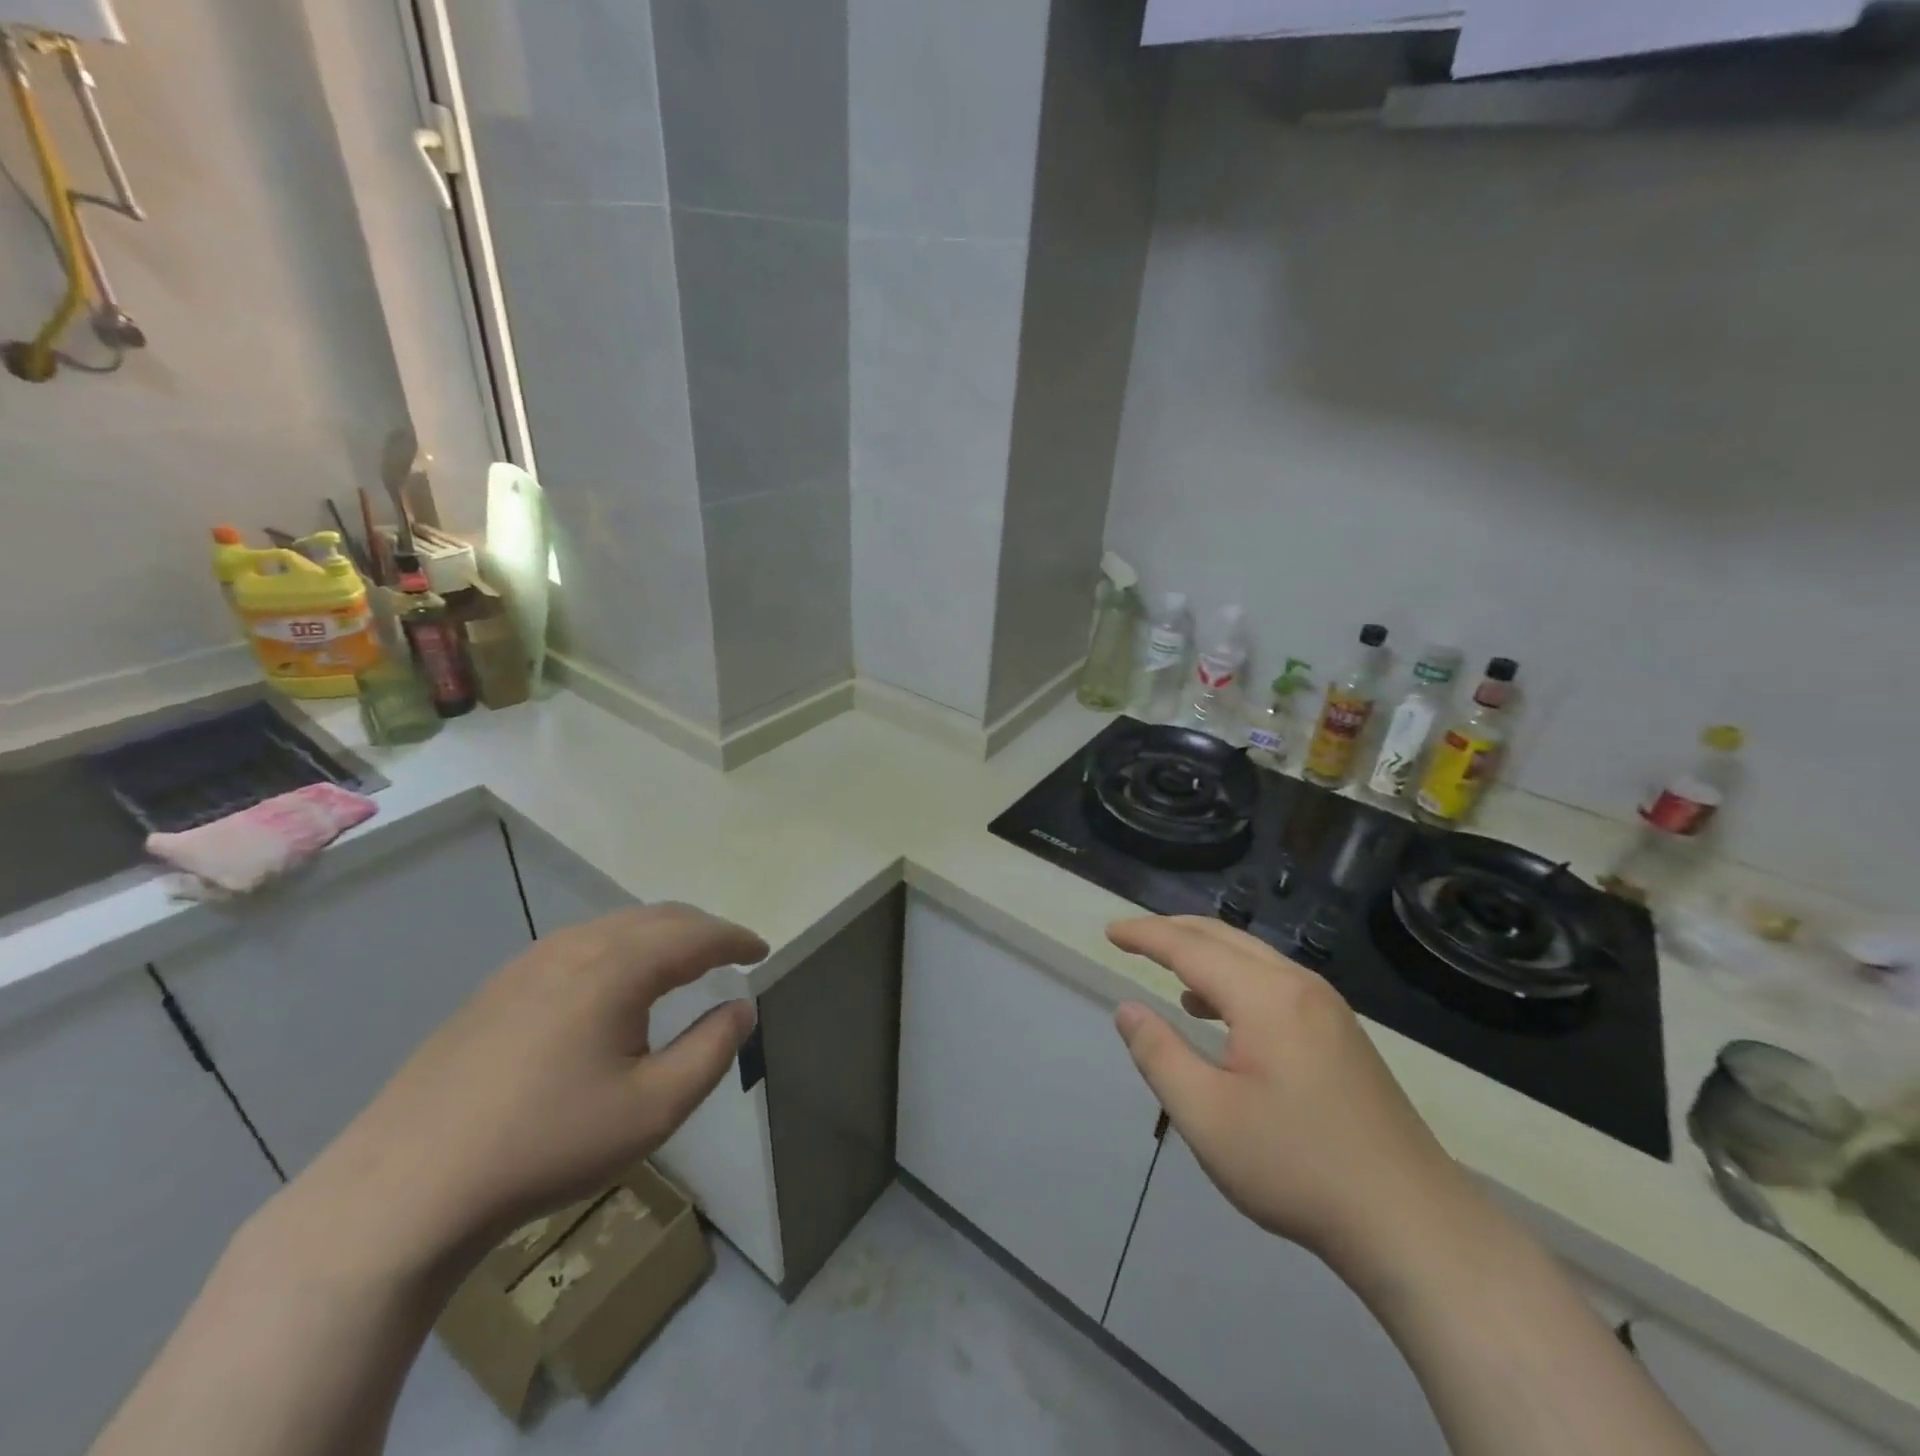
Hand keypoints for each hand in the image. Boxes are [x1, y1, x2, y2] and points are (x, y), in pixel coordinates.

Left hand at [290, 905, 765, 1269]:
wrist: (407, 1185)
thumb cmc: (548, 1143)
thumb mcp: (654, 1108)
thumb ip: (712, 1050)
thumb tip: (742, 1008)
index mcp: (618, 966)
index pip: (697, 934)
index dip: (736, 939)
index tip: (763, 951)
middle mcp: (577, 945)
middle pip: (657, 918)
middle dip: (702, 930)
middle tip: (731, 954)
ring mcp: (529, 962)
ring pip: (615, 927)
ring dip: (660, 936)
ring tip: (682, 964)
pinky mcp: (498, 986)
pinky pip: (580, 945)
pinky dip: (620, 949)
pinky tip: (614, 985)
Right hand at [1109, 915, 1472, 1283]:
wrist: (1412, 1224)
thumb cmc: (1297, 1168)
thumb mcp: (1207, 1117)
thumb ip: (1159, 1055)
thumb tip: (1126, 1009)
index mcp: (1266, 997)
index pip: (1190, 947)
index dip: (1145, 935)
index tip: (1109, 931)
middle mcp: (1299, 986)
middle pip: (1224, 939)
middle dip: (1173, 932)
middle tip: (1131, 938)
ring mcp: (1327, 1008)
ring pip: (1253, 958)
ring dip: (1205, 954)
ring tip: (1167, 968)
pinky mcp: (1341, 1033)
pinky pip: (1275, 982)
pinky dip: (1234, 979)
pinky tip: (1218, 1013)